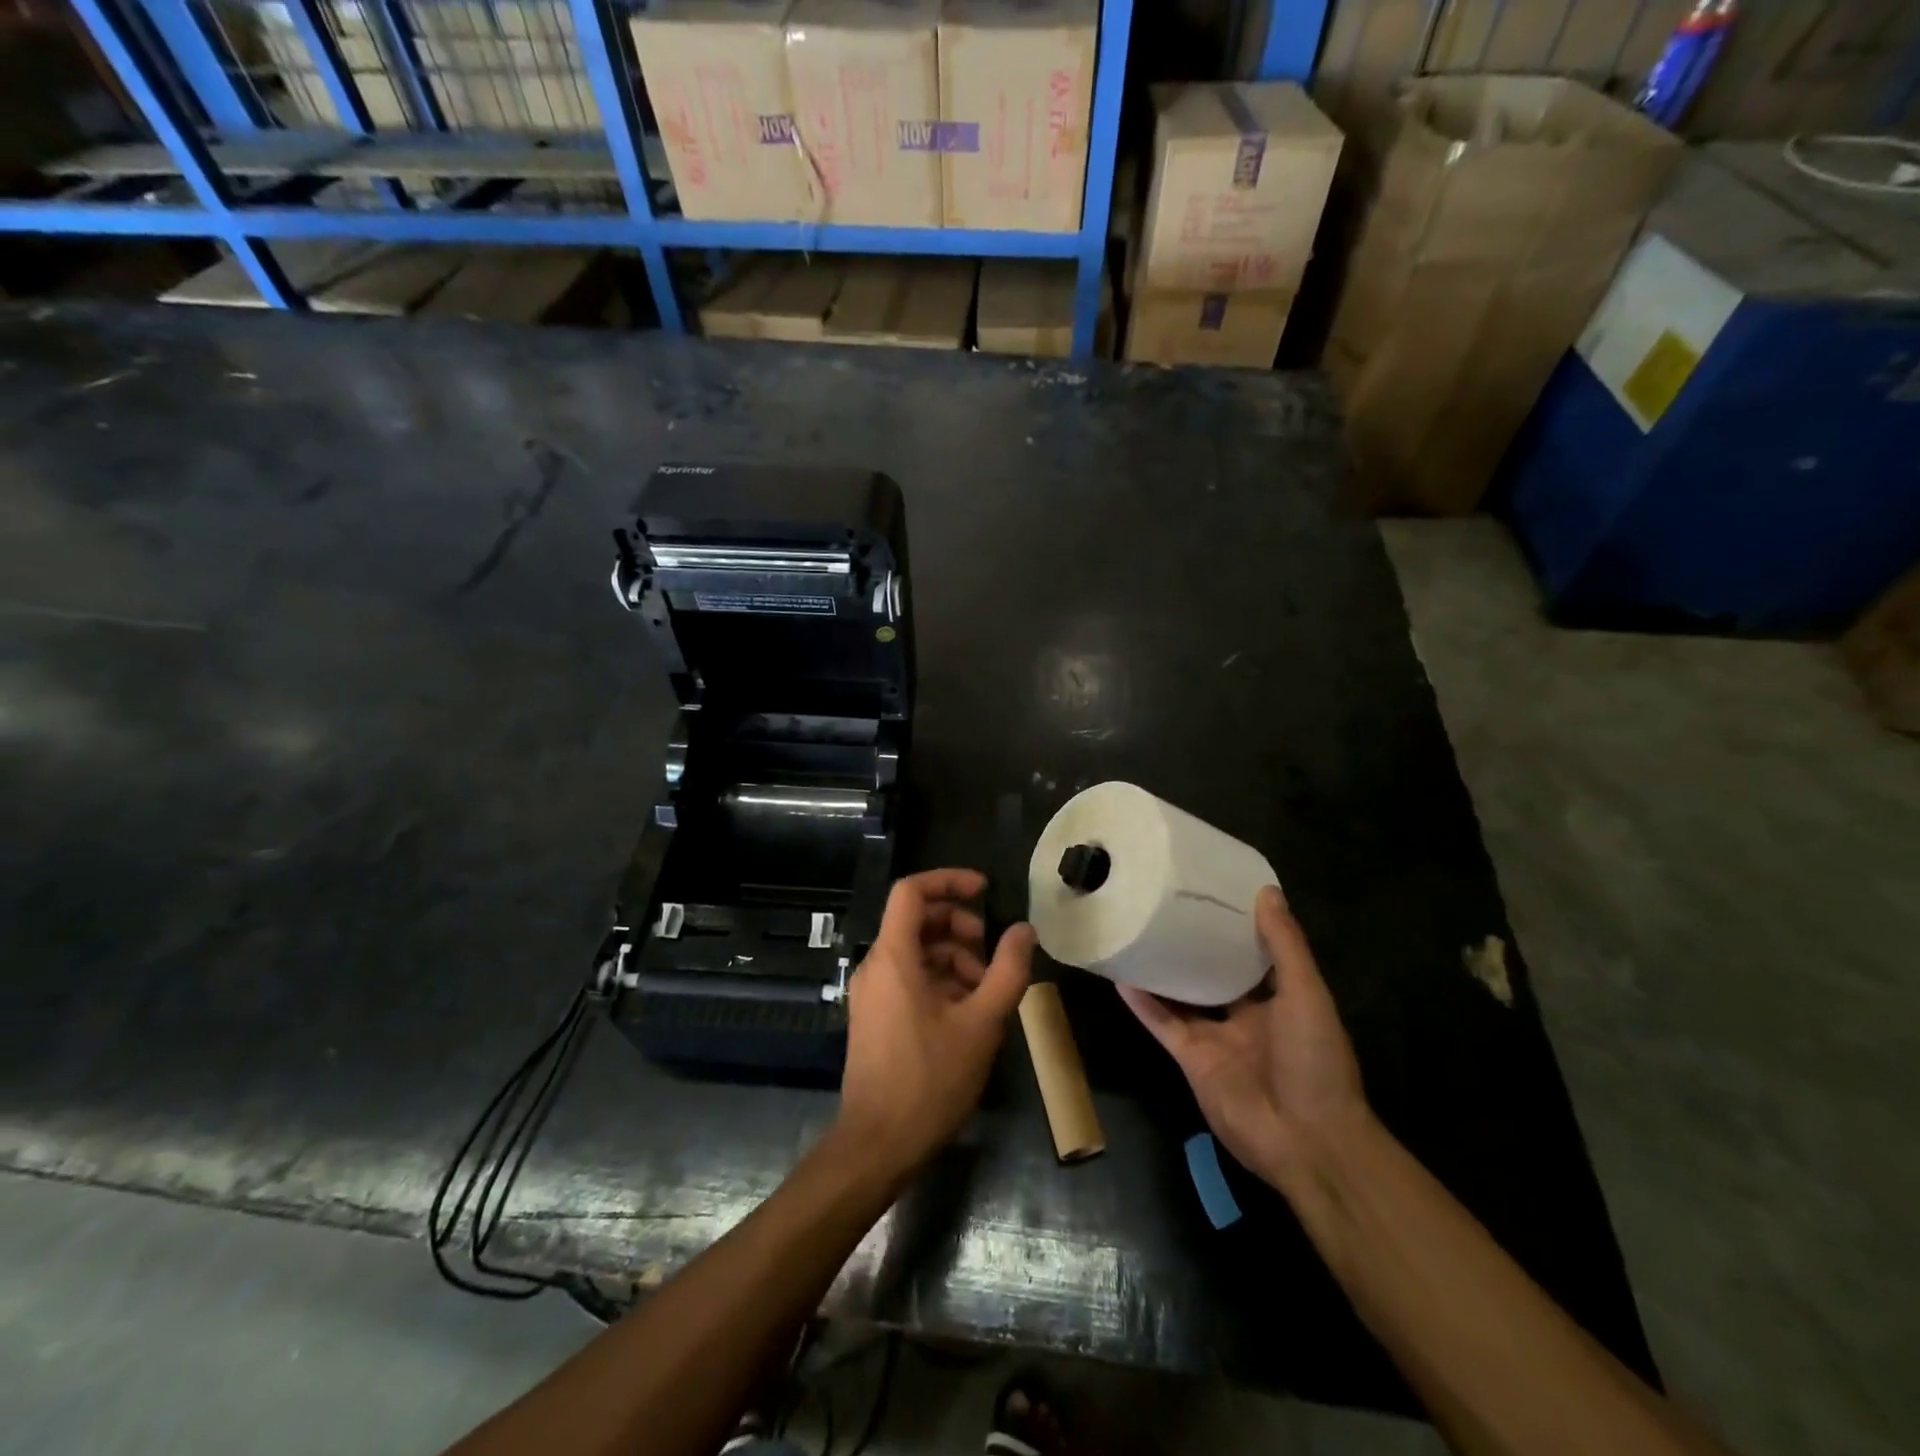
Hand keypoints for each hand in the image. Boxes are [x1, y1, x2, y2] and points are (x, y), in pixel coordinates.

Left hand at [836, 869, 1033, 1176]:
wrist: (878, 1145)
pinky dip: (939, 980)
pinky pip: (907, 978)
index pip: (911, 890)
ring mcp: (871, 993)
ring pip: (915, 952)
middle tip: (992, 952)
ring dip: (953, 957)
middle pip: (916, 920)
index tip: (984, 890)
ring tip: (986, 989)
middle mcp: (876, 966)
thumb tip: (1024, 929)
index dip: (948, 880)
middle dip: (958, 925)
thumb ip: (1008, 970)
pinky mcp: (874, 1017)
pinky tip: (967, 1012)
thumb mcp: (981, 1023)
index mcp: (894, 956)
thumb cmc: (930, 1079)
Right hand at [1119, 886, 1366, 1188]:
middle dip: (1194, 945)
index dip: (1235, 925)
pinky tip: (1121, 975)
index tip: (1210, 892)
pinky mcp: (1190, 1058)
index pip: (1254, 953)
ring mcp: (1216, 1037)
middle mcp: (1246, 1014)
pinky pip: (1162, 1023)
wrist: (1306, 1140)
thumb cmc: (1315, 1060)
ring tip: (1137, 930)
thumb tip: (1266, 891)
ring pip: (1182, 995)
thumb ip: (1285, 946)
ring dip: (1163, 969)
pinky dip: (1142, 1003)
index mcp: (1280, 998)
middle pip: (1214, 972)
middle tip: (1165, 904)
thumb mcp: (1307, 995)